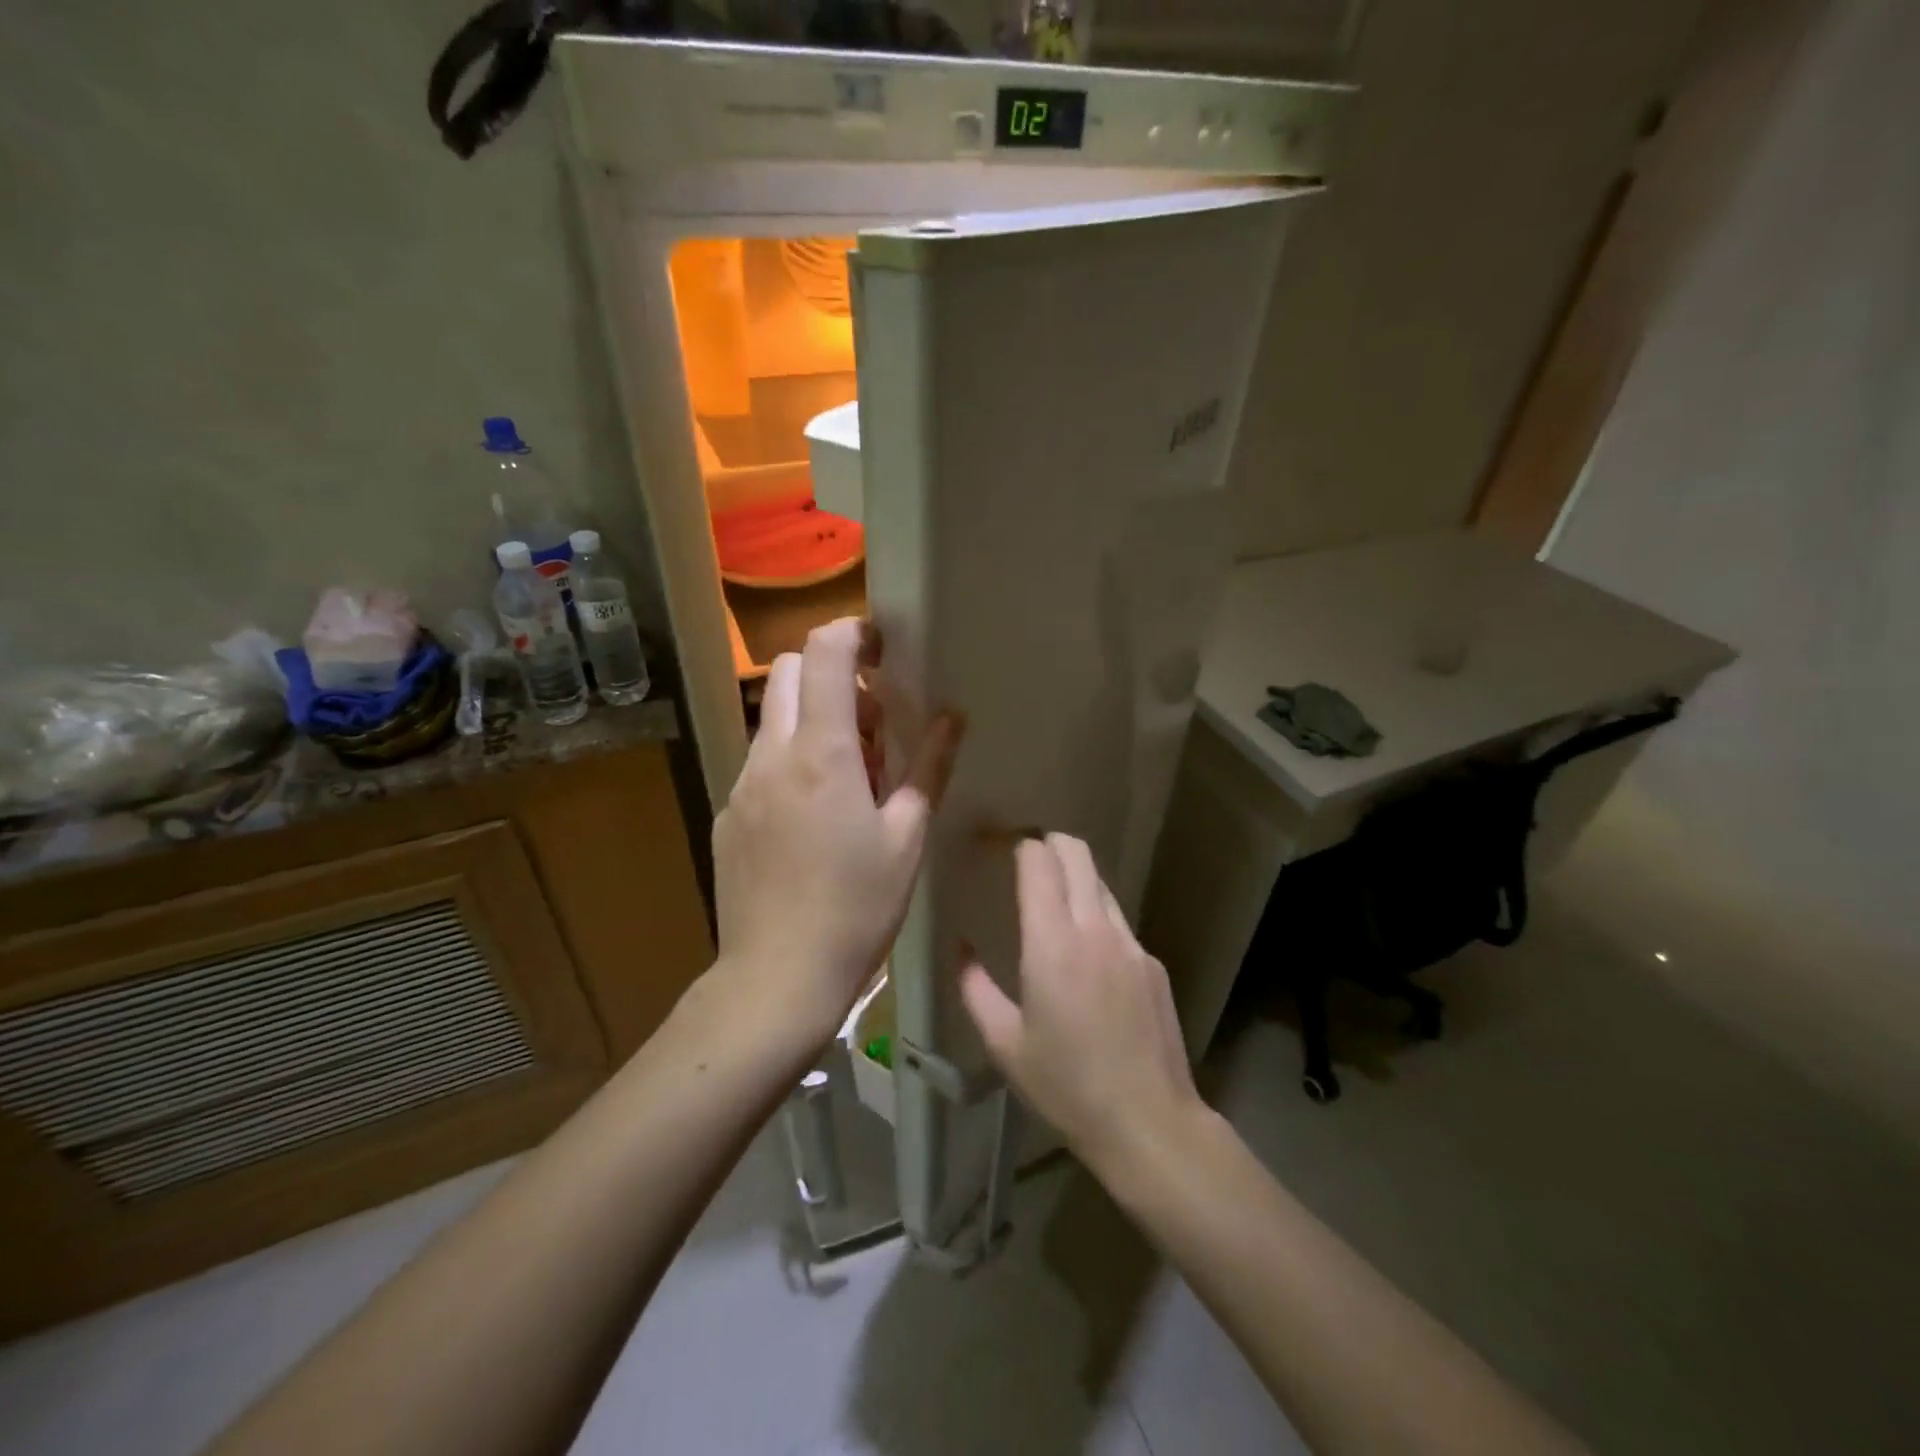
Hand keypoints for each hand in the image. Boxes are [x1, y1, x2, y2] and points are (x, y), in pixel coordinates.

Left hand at [711, 618, 962, 1045]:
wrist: (776, 978)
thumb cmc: (857, 909)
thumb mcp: (906, 839)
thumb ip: (929, 768)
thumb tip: (953, 717)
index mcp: (822, 754)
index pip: (824, 654)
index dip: (853, 634)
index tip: (882, 649)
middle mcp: (772, 756)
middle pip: (789, 672)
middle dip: (832, 674)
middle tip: (872, 723)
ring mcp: (742, 785)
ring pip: (773, 718)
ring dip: (813, 720)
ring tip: (850, 776)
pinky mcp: (729, 814)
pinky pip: (761, 762)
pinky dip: (792, 760)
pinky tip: (815, 817)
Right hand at [959, 834, 1205, 1172]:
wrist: (1148, 1122)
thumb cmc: (1066, 1085)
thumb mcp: (1004, 1043)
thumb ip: (975, 988)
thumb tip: (961, 948)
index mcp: (1053, 943)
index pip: (1038, 861)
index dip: (1017, 844)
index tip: (997, 847)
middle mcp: (1095, 928)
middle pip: (1076, 852)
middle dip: (1048, 842)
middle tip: (1024, 860)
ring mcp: (1131, 942)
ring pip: (1100, 882)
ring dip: (1074, 878)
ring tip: (1052, 905)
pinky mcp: (1152, 962)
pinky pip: (1118, 921)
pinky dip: (1095, 917)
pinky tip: (1086, 958)